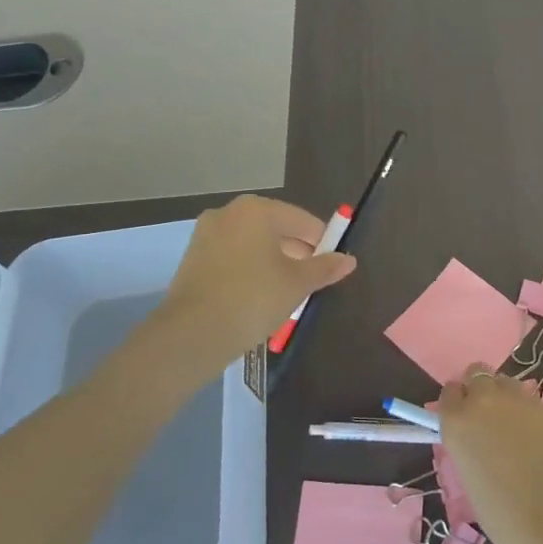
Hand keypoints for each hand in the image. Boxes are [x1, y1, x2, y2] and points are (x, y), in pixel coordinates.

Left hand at [158, 195, 356, 364]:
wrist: (193, 333)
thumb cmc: (253, 299)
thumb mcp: (297, 284)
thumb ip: (325, 268)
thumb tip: (349, 260)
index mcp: (257, 210)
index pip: (303, 221)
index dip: (323, 243)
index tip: (332, 267)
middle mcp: (229, 212)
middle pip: (276, 228)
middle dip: (296, 252)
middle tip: (311, 282)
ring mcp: (206, 234)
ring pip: (252, 243)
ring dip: (273, 261)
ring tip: (286, 292)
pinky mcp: (193, 257)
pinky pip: (232, 256)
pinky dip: (249, 269)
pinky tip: (258, 295)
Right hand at [437, 368, 542, 543]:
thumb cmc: (504, 516)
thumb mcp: (470, 479)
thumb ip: (469, 447)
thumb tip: (478, 440)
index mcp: (458, 421)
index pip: (449, 392)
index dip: (456, 403)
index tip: (463, 419)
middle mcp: (486, 401)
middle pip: (477, 374)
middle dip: (480, 390)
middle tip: (488, 418)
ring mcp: (522, 401)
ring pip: (507, 383)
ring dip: (506, 398)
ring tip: (516, 429)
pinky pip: (535, 404)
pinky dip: (533, 417)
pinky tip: (542, 444)